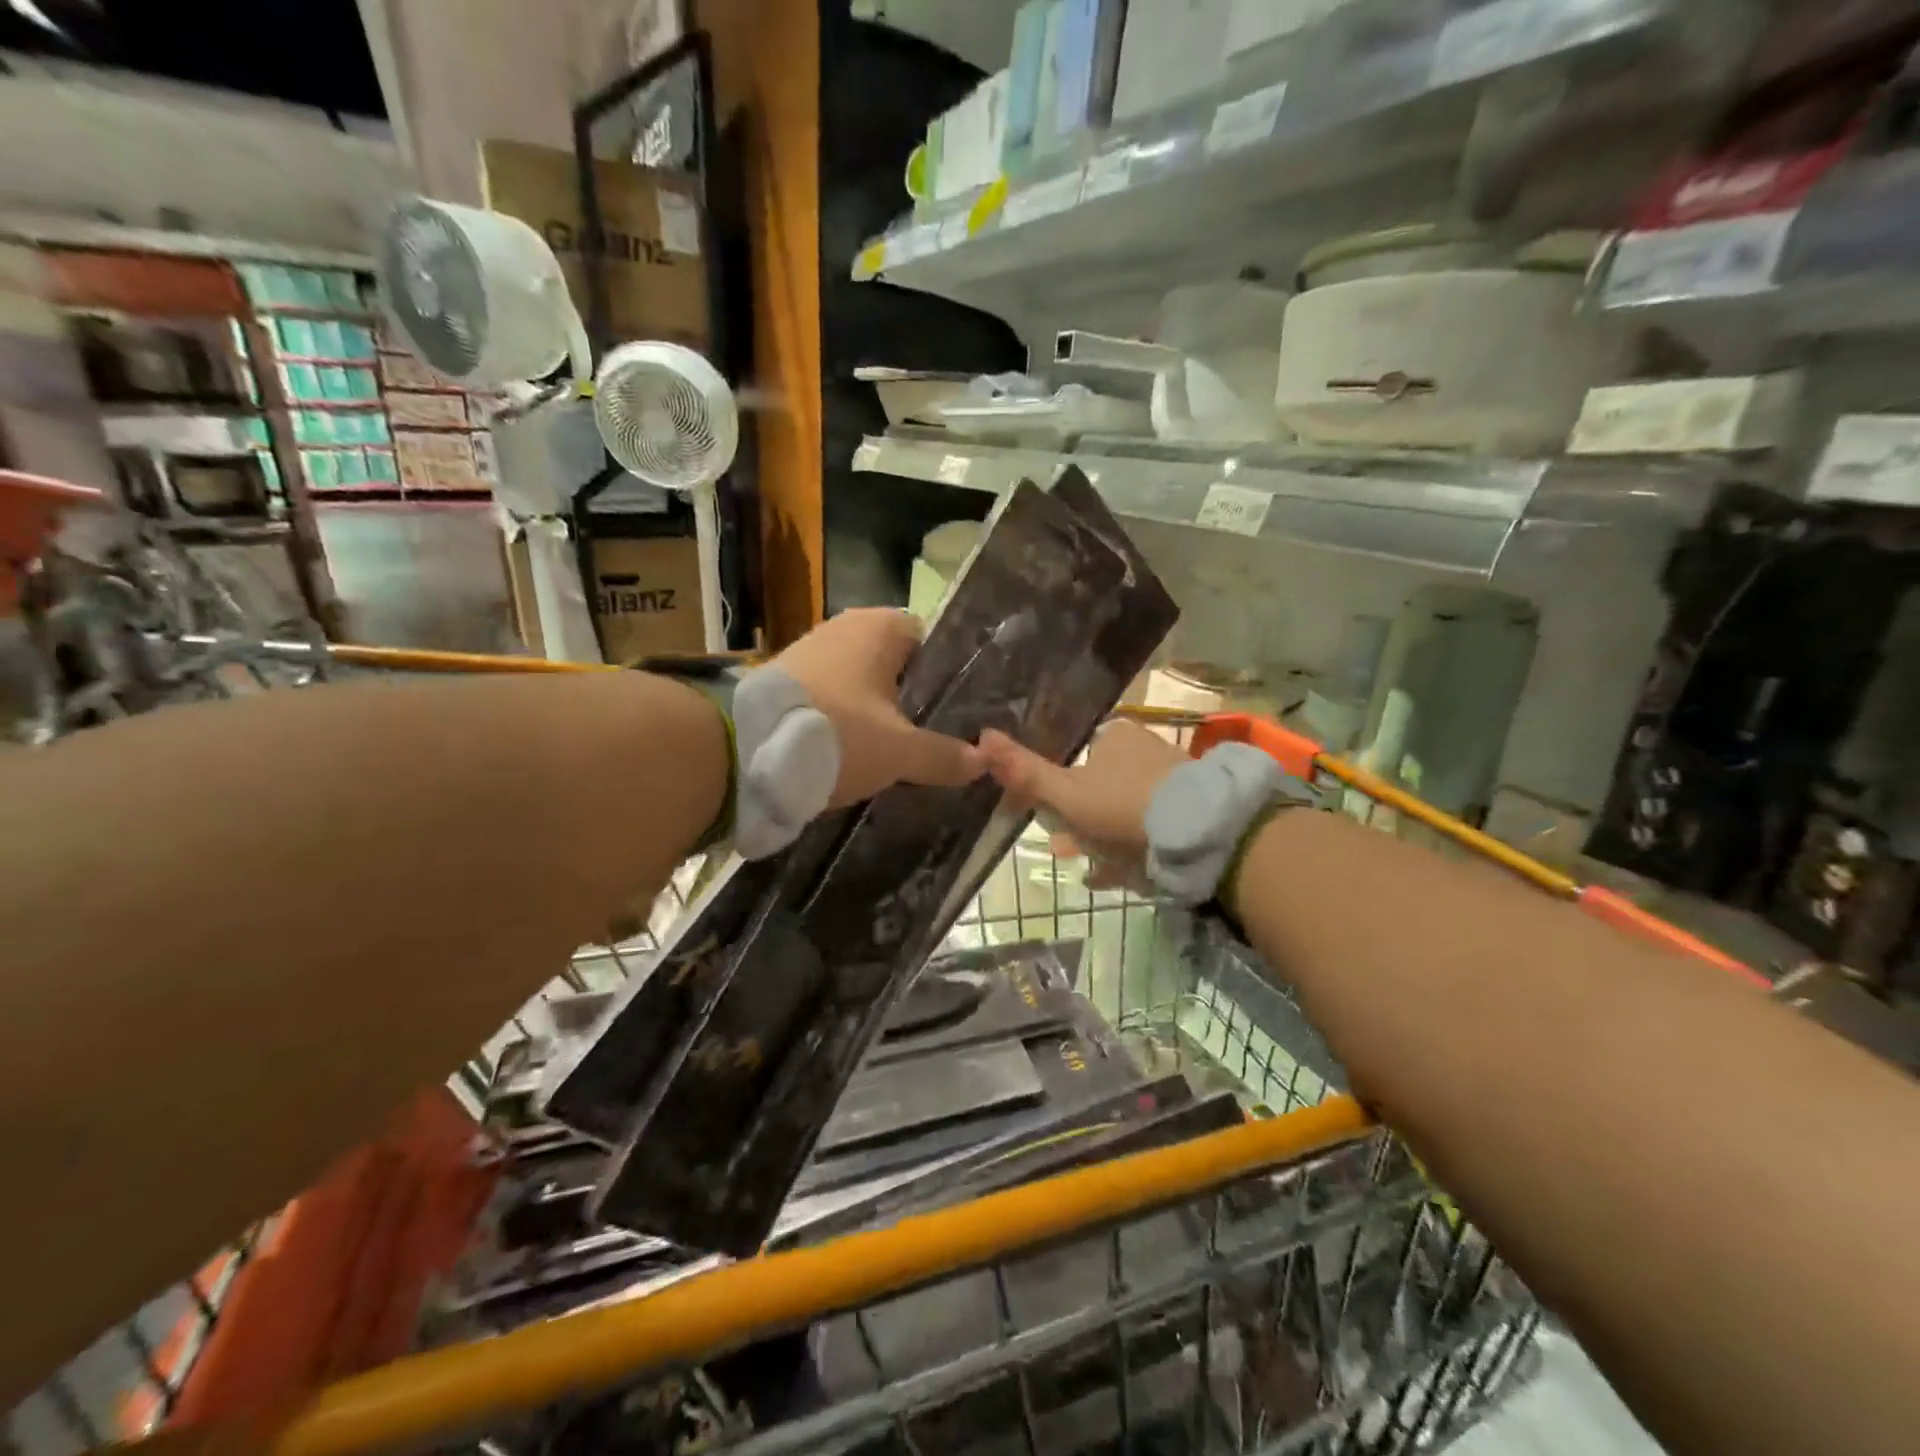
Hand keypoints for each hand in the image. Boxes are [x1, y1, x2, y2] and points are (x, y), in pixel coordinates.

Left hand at [774, 608, 981, 807]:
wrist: (743, 750)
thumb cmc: (838, 733)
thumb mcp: (900, 752)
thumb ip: (944, 755)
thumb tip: (982, 761)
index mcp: (881, 627)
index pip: (931, 642)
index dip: (946, 679)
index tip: (957, 715)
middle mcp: (845, 627)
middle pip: (895, 666)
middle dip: (911, 701)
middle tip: (931, 739)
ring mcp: (810, 650)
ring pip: (861, 684)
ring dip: (875, 714)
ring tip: (894, 752)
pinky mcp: (784, 679)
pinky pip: (831, 697)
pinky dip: (843, 720)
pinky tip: (851, 751)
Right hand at [977, 720, 1185, 887]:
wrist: (1199, 832)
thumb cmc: (1121, 806)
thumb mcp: (1065, 793)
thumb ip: (1025, 772)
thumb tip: (982, 738)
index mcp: (1113, 736)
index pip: (1074, 759)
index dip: (1056, 791)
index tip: (1048, 822)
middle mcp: (1143, 748)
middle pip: (1098, 785)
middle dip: (1079, 820)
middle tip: (1067, 850)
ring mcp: (1170, 778)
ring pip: (1124, 808)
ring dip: (1103, 837)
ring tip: (1091, 869)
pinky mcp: (1191, 807)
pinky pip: (1150, 826)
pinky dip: (1131, 847)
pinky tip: (1118, 874)